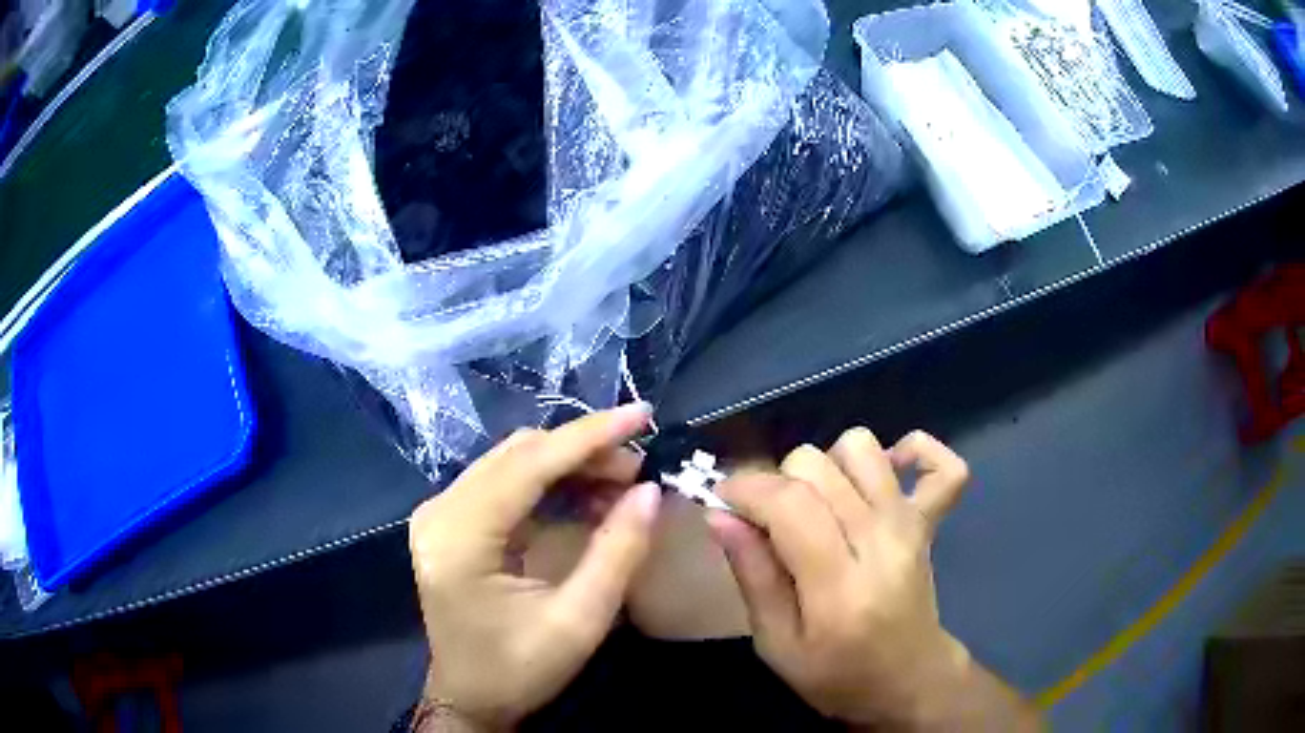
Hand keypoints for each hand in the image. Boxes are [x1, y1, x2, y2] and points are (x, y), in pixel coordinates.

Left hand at [409, 405, 660, 729]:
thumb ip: (617, 553)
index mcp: (459, 538)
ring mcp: (440, 513)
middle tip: (641, 468)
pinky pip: (505, 482)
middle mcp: (440, 512)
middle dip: (584, 451)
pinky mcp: (451, 521)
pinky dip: (550, 482)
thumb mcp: (579, 622)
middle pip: (518, 455)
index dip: (589, 436)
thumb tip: (651, 491)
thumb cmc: (519, 670)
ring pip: (512, 461)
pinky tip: (587, 495)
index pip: (528, 464)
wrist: (470, 698)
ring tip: (622, 482)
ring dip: (569, 464)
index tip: (643, 415)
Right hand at [710, 429, 1033, 728]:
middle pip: (817, 466)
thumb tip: (719, 516)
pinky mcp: (930, 520)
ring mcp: (910, 524)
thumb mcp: (777, 644)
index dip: (745, 488)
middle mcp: (881, 542)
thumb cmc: (837, 676)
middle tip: (764, 520)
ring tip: (814, 504)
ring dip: (826, 466)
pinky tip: (884, 474)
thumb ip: (752, 576)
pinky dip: (913, 451)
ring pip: (861, 448)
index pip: (789, 503)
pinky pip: (943, 465)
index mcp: (839, 586)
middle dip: (775, 481)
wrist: (908, 681)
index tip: (721, 500)